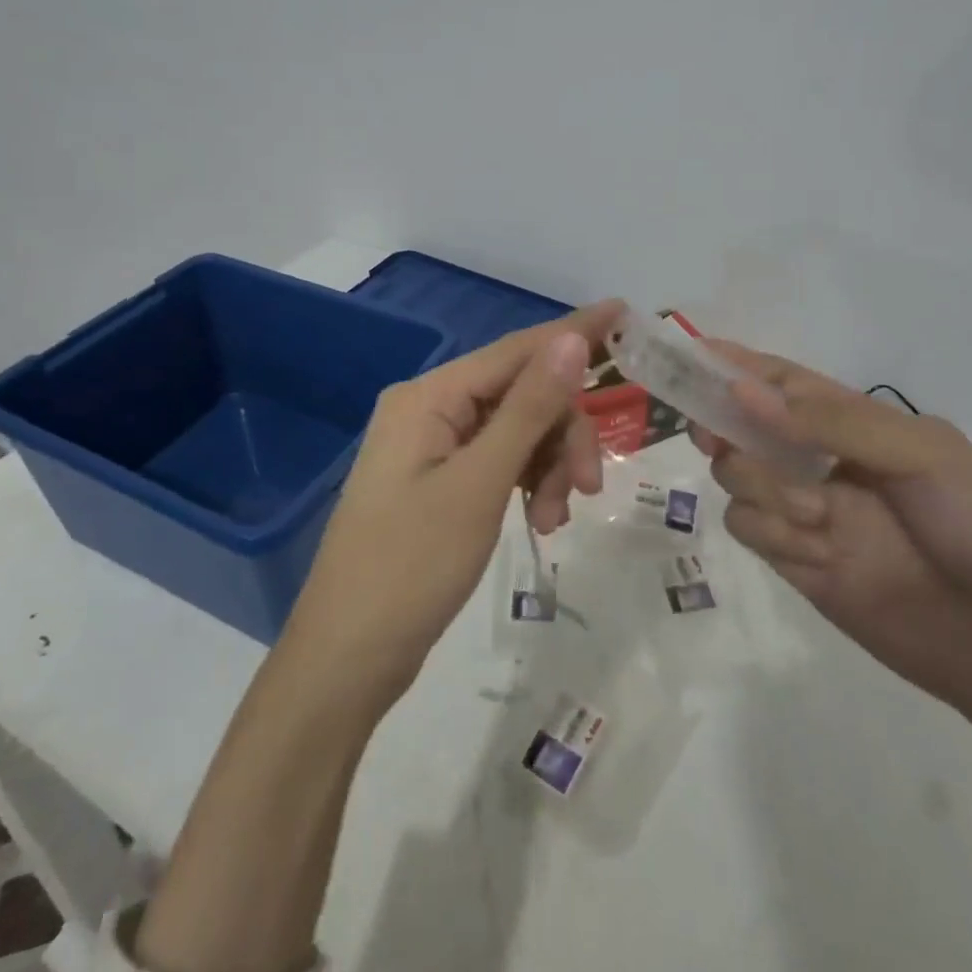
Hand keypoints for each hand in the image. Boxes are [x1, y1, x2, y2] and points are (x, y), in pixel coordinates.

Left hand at [281, 302, 622, 700]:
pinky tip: (539, 522)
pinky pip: (498, 462)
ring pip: (516, 432)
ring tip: (555, 521)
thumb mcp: (480, 484)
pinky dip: (526, 485)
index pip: (516, 350)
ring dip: (547, 467)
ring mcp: (431, 446)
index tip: (624, 313)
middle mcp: (429, 408)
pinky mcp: (438, 481)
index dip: (572, 332)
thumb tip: (570, 339)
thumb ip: (529, 409)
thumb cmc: (411, 566)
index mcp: (429, 396)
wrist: (347, 658)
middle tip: (590, 488)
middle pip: (520, 395)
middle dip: (562, 434)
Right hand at [695, 343, 971, 861]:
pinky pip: (747, 527)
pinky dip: (768, 531)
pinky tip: (814, 551)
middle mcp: (820, 459)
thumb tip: (742, 391)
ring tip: (814, 514)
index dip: (733, 363)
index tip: (687, 353)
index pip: (780, 379)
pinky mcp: (796, 561)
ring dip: (759, 485)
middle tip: (719, 435)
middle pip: (741, 424)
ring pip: (736, 475)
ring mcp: (805, 510)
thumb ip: (831, 421)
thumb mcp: (923, 454)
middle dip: (726, 424)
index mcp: (854, 421)